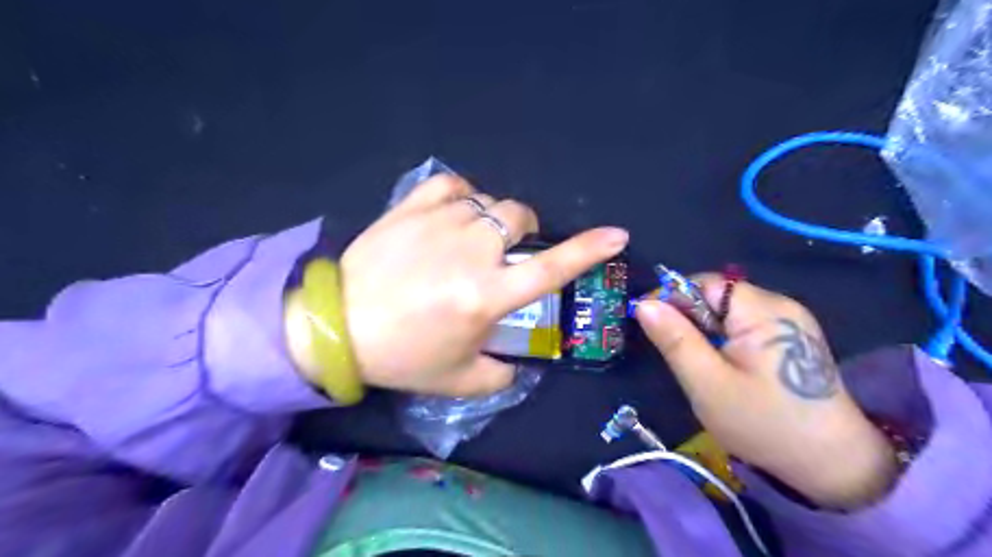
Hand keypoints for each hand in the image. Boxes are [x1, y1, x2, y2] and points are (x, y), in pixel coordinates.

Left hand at [305, 174, 626, 396]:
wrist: (336, 326)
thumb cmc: (401, 356)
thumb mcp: (458, 379)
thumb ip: (501, 374)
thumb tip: (519, 362)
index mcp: (486, 296)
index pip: (551, 269)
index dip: (589, 251)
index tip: (617, 235)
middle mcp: (471, 252)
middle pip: (519, 217)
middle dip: (524, 232)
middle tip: (506, 252)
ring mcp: (440, 223)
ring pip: (488, 203)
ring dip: (491, 221)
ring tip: (470, 241)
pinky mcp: (410, 208)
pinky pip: (451, 185)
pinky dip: (462, 195)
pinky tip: (454, 211)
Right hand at [635, 276, 900, 509]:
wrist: (831, 464)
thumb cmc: (763, 423)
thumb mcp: (707, 384)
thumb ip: (675, 340)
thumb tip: (644, 304)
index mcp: (763, 311)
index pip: (705, 283)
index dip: (673, 299)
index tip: (651, 325)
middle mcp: (780, 305)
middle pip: (718, 295)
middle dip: (690, 319)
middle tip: (680, 356)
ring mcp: (790, 320)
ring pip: (728, 311)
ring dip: (706, 331)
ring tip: (703, 365)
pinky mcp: (792, 336)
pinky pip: (745, 324)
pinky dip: (725, 339)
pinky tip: (727, 367)